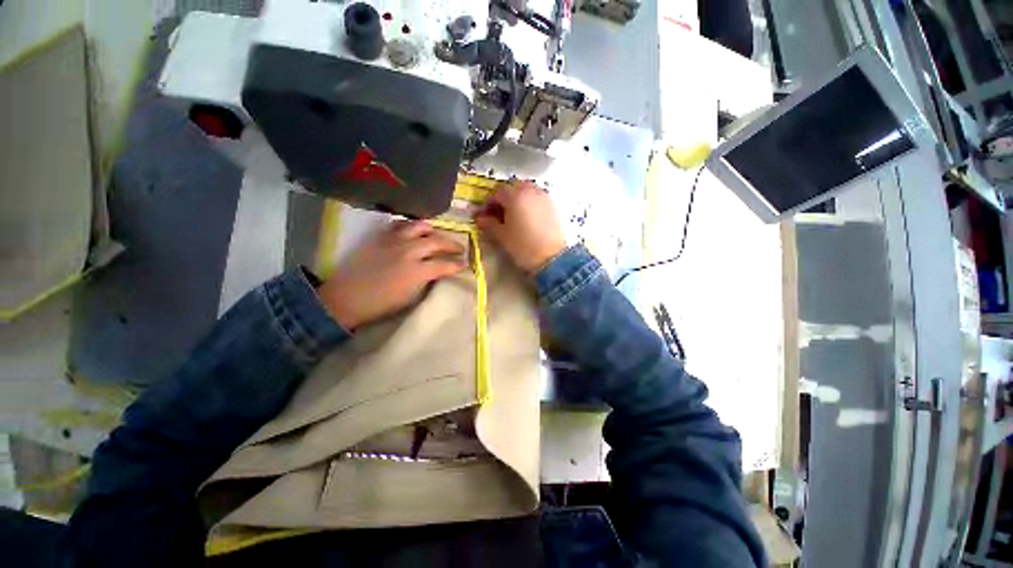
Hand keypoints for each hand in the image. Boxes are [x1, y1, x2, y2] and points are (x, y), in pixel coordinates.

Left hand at [317, 220, 465, 329]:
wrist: (348, 297)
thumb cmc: (382, 304)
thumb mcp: (411, 298)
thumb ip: (427, 281)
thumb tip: (437, 273)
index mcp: (418, 271)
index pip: (445, 264)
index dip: (457, 265)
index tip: (465, 265)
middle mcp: (409, 251)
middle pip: (437, 241)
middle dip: (452, 245)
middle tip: (459, 249)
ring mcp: (395, 241)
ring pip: (419, 227)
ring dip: (432, 231)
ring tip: (436, 236)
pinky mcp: (381, 238)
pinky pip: (399, 225)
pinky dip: (410, 227)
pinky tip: (413, 232)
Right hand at [474, 180, 565, 272]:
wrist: (552, 257)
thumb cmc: (523, 246)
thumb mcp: (502, 236)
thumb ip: (489, 223)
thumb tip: (480, 218)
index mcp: (515, 196)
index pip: (497, 192)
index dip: (489, 203)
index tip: (485, 215)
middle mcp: (530, 190)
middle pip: (512, 187)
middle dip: (503, 198)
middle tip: (499, 214)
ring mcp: (543, 196)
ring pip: (526, 190)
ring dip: (517, 198)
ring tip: (513, 216)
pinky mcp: (552, 205)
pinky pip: (536, 197)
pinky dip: (529, 202)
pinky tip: (527, 218)